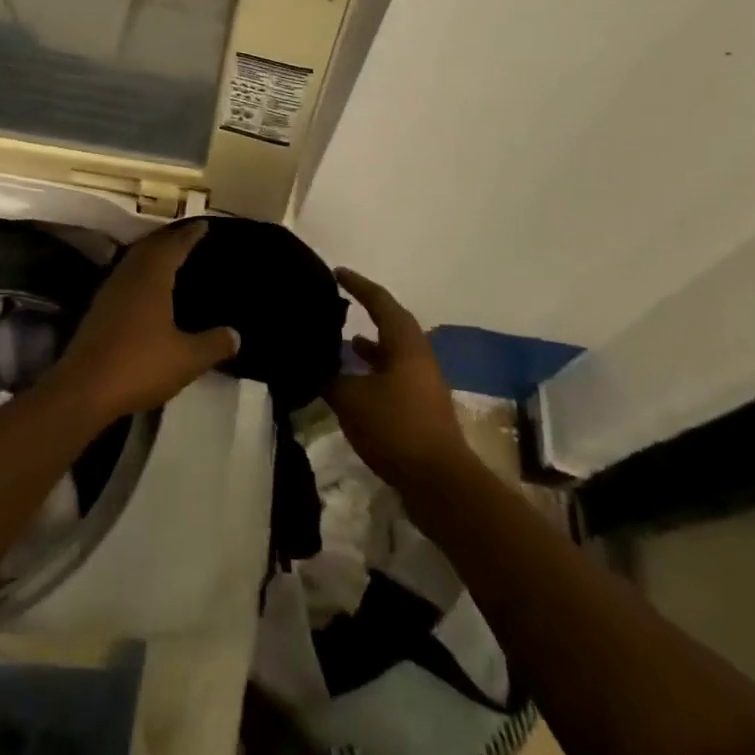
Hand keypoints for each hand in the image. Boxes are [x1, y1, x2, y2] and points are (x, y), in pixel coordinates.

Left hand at [48, 222, 239, 421]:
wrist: (84, 389)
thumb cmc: (140, 365)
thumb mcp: (187, 359)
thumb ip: (213, 344)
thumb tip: (236, 334)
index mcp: (152, 278)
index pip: (174, 246)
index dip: (190, 235)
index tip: (204, 225)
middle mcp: (129, 276)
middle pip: (151, 246)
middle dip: (170, 237)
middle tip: (188, 234)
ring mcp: (110, 291)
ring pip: (134, 259)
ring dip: (152, 251)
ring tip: (169, 254)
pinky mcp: (98, 309)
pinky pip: (125, 276)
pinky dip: (139, 270)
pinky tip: (145, 286)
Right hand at [323, 268, 471, 491]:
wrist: (440, 482)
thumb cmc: (396, 427)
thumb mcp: (351, 399)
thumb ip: (330, 377)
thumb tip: (313, 364)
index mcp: (405, 343)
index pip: (379, 301)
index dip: (357, 285)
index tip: (337, 272)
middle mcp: (418, 355)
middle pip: (390, 323)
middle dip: (364, 312)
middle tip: (336, 304)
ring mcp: (422, 383)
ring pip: (391, 352)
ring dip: (368, 346)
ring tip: (338, 342)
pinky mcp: (421, 408)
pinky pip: (392, 376)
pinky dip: (371, 372)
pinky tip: (351, 384)